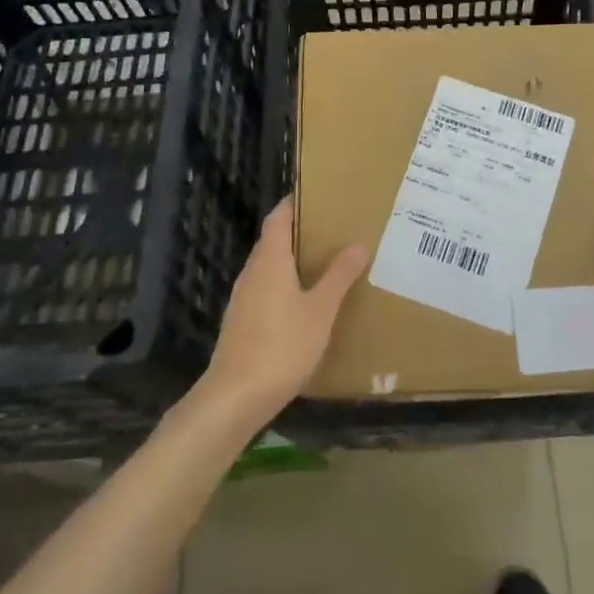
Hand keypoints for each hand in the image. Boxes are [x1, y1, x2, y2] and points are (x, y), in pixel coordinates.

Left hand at [202, 200, 367, 424]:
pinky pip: (266, 290)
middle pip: (274, 241)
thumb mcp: (320, 310)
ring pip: (270, 268)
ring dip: (294, 261)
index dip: (295, 203)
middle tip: (334, 229)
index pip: (278, 217)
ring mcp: (243, 298)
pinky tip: (306, 302)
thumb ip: (338, 276)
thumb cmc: (282, 346)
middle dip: (301, 233)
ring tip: (326, 263)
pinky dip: (286, 286)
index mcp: (270, 260)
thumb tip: (358, 245)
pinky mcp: (242, 322)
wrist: (235, 397)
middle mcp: (252, 272)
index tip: (319, 196)